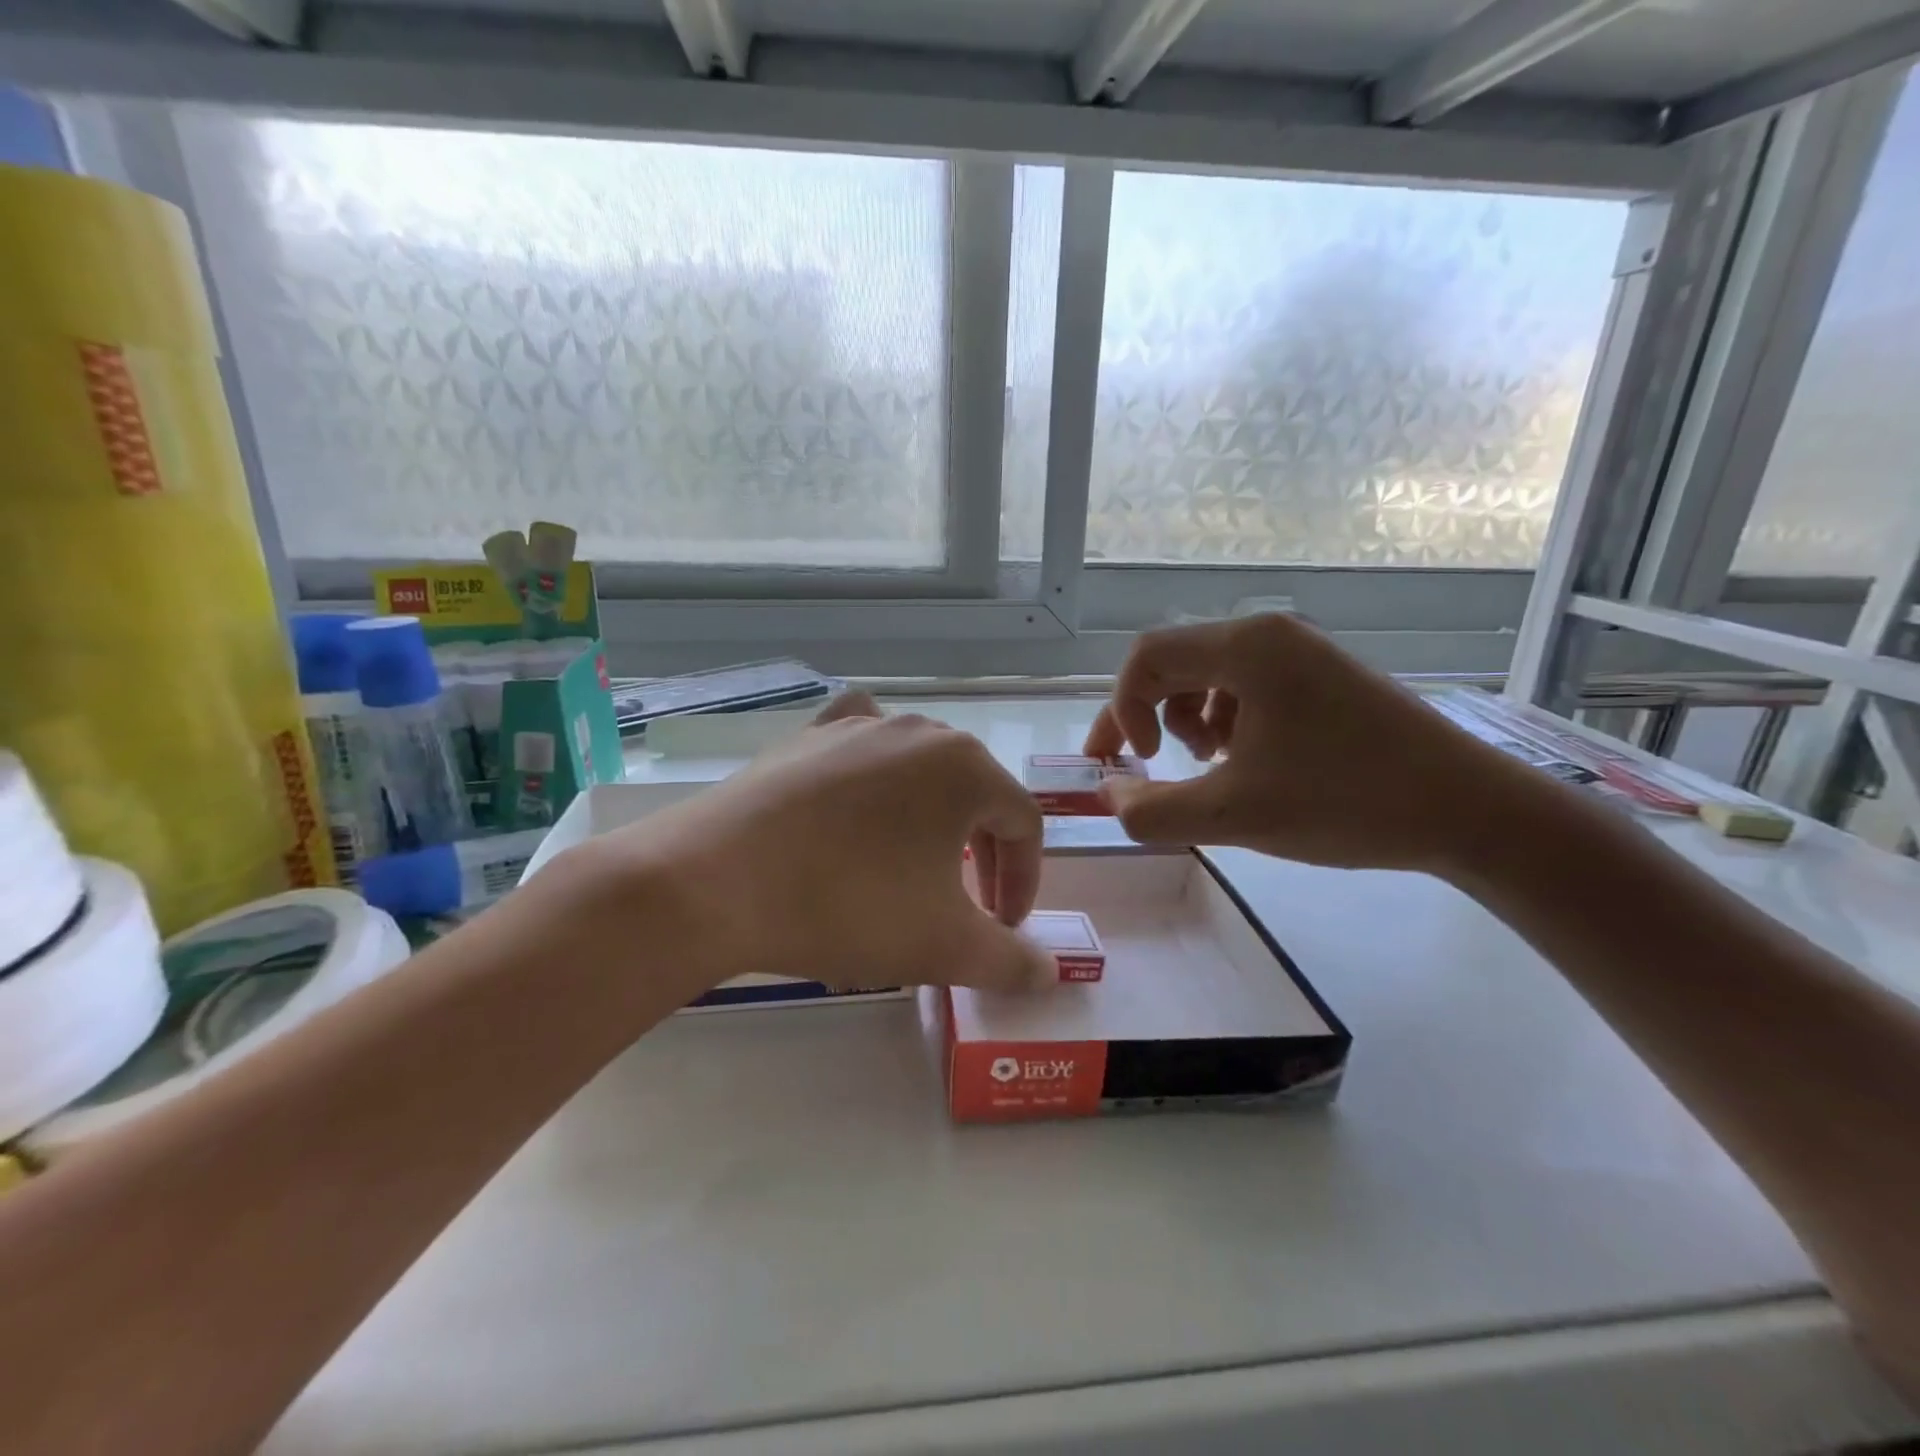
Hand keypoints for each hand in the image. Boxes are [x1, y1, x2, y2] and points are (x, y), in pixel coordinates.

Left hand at [559, 710, 1055, 994]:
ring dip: (931, 825)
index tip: (1003, 932)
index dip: (1024, 883)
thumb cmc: (850, 905)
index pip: (1022, 825)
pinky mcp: (805, 739)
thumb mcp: (945, 945)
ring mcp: (856, 726)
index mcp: (965, 766)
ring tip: (911, 871)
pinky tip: (862, 793)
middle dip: (982, 857)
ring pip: (918, 776)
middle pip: (975, 795)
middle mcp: (918, 731)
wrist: (715, 881)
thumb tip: (1049, 973)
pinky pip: (859, 749)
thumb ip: (1011, 961)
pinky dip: (874, 774)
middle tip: (967, 908)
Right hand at [1084, 615, 1535, 873]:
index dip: (1122, 709)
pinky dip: (1227, 722)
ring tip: (1211, 764)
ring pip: (1208, 675)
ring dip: (1187, 719)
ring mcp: (1302, 653)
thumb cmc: (1347, 802)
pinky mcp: (1323, 678)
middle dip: (1148, 715)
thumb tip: (1110, 796)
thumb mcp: (1234, 815)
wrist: (1472, 811)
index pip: (1146, 657)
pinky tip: (1249, 761)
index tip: (1137, 762)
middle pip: (1175, 662)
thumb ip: (1153, 811)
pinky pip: (1247, 687)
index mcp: (1247, 648)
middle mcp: (1271, 635)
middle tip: (1144, 764)